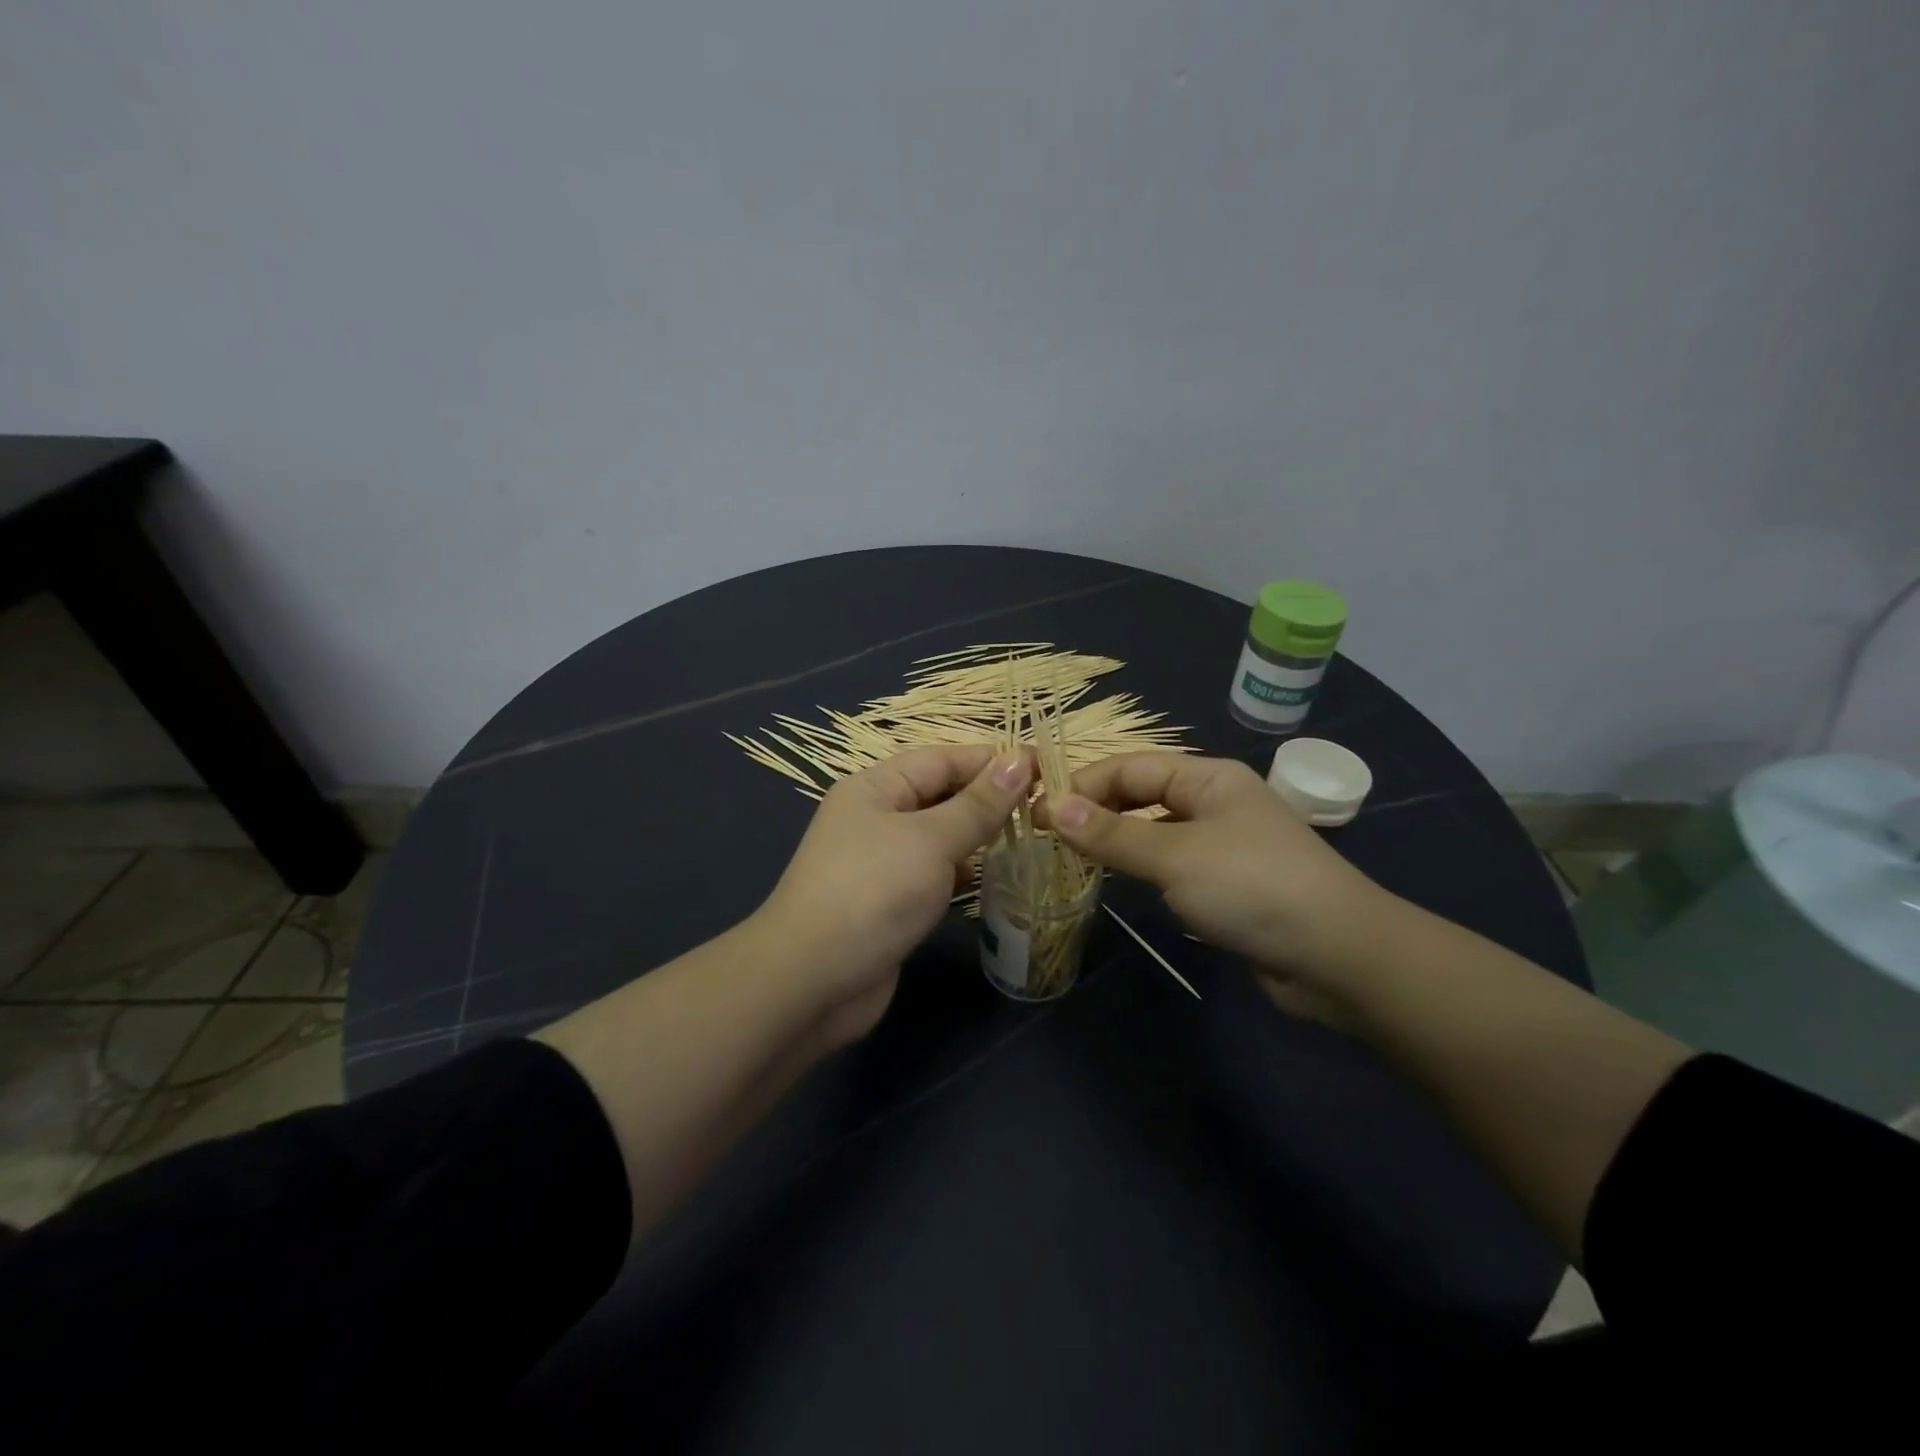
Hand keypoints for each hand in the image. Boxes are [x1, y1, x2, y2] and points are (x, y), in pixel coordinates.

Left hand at [757, 744, 1033, 1044]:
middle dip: (988, 799)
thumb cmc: (873, 893)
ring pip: (939, 835)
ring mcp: (881, 861)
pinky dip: (960, 872)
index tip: (1046, 769)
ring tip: (1028, 839)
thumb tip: (1021, 760)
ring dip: (978, 836)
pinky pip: (933, 873)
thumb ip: (978, 804)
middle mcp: (876, 817)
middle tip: (1045, 808)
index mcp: (876, 787)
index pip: (943, 759)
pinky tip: (990, 880)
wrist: (812, 982)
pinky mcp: (889, 901)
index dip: (993, 761)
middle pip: (941, 795)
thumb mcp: (930, 840)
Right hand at [1046, 754, 1391, 1017]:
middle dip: (1097, 811)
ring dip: (1116, 841)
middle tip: (1049, 838)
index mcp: (1207, 777)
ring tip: (1072, 859)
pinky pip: (1171, 864)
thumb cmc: (1252, 887)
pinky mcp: (1227, 883)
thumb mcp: (1175, 855)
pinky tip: (1119, 883)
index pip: (1130, 767)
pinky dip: (1141, 868)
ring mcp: (1222, 844)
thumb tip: (1052, 808)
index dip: (1083, 785)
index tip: (1038, 813)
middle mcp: (1214, 801)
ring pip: (1154, 831)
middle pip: (1142, 795)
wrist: (1338, 956)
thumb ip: (1112, 834)